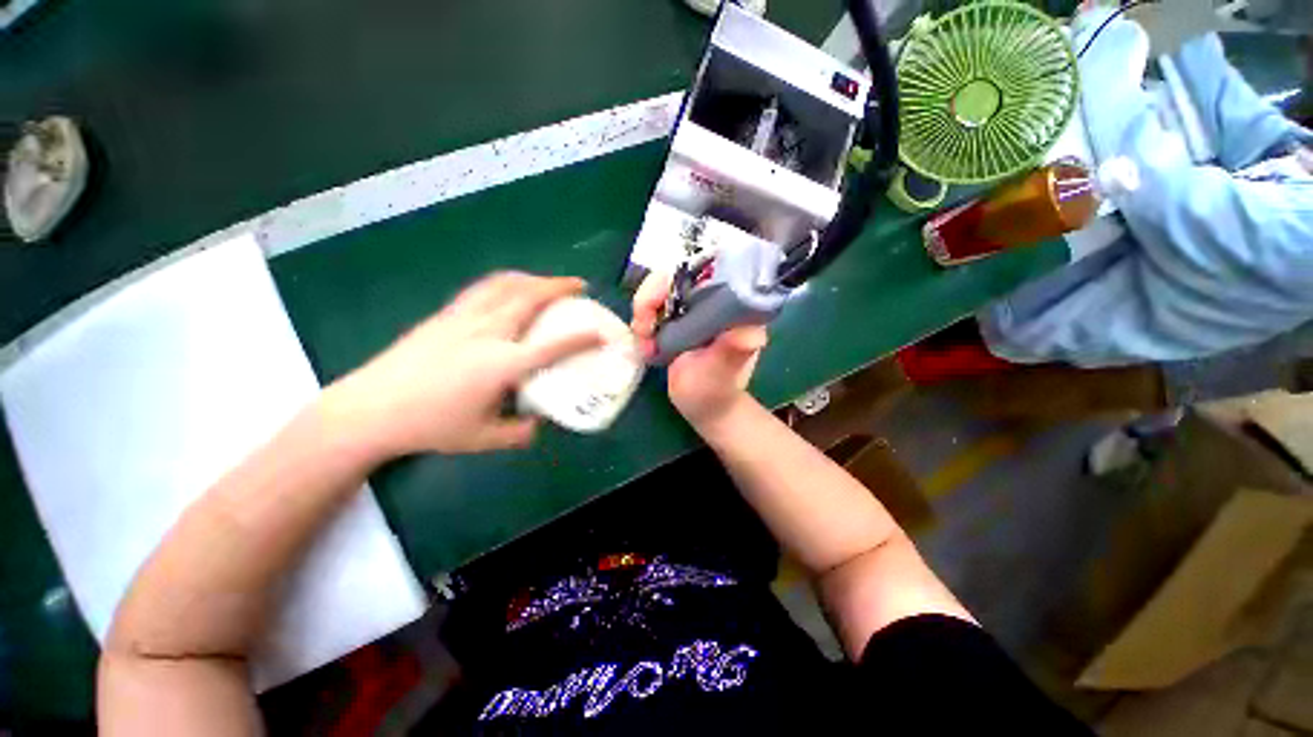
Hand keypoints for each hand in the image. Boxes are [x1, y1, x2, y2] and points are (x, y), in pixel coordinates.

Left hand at [324, 272, 601, 458]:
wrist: (370, 408)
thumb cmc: (430, 426)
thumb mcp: (483, 438)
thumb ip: (519, 432)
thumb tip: (540, 424)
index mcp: (501, 365)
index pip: (552, 346)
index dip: (582, 337)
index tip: (602, 331)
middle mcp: (487, 333)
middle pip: (530, 298)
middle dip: (560, 287)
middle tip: (580, 286)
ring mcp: (464, 318)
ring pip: (507, 285)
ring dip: (535, 279)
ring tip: (550, 282)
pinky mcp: (446, 314)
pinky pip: (485, 288)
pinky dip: (508, 281)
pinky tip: (512, 286)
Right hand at [630, 271, 767, 428]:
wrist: (704, 406)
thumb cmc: (716, 392)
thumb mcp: (722, 374)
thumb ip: (732, 352)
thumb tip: (752, 332)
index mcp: (733, 306)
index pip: (705, 268)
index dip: (675, 276)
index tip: (656, 304)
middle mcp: (713, 299)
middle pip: (674, 275)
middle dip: (651, 299)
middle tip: (644, 330)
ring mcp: (693, 308)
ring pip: (658, 290)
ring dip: (643, 315)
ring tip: (646, 346)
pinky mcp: (677, 319)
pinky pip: (652, 308)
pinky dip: (642, 324)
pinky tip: (646, 348)